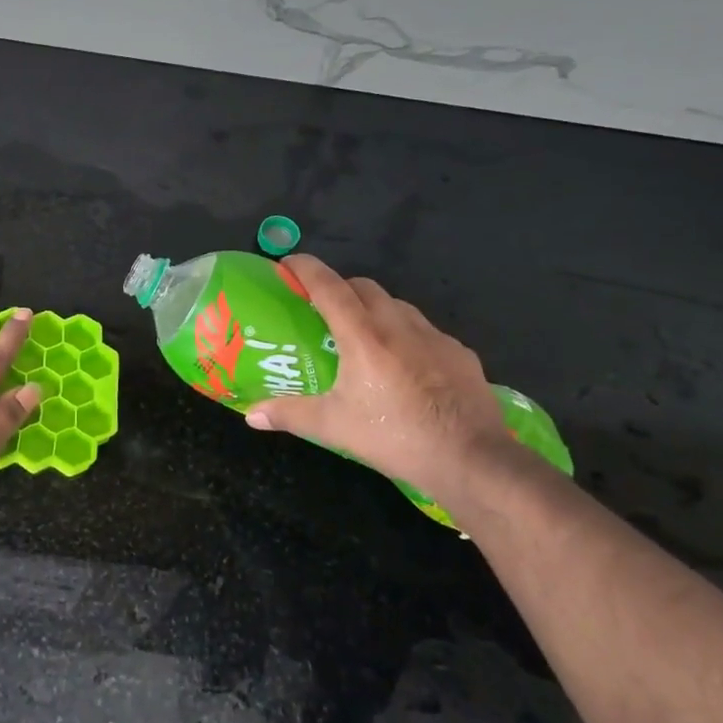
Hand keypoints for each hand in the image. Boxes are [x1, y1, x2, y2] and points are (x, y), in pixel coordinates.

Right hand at [245, 254, 510, 498]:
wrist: (472, 459)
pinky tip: (404, 365)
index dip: (306, 269)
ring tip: (362, 336)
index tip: (288, 262)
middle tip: (322, 310)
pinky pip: (425, 330)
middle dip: (339, 288)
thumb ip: (289, 414)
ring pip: (397, 305)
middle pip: (364, 286)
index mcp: (364, 336)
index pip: (329, 287)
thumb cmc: (395, 437)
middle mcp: (399, 325)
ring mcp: (435, 336)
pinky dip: (405, 334)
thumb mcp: (333, 427)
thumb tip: (250, 414)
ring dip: (374, 308)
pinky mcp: (460, 352)